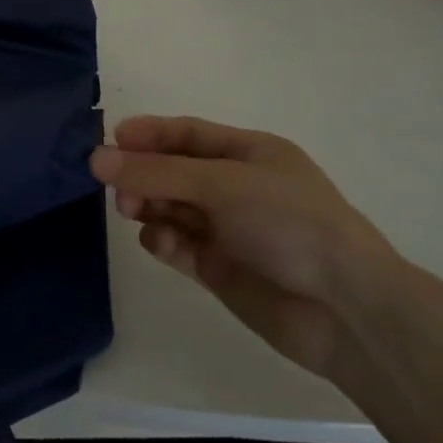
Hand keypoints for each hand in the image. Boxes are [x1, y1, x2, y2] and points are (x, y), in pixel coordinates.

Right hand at [90, 116, 400, 376]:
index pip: (188, 134)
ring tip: (133, 212)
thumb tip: (96, 158)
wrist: (345, 308)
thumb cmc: (289, 222)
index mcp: (249, 153)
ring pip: (172, 208)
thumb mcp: (221, 183)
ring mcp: (229, 230)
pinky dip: (165, 242)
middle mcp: (237, 187)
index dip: (149, 134)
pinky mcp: (221, 269)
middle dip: (143, 175)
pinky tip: (163, 245)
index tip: (110, 140)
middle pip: (174, 171)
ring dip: (149, 206)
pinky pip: (180, 246)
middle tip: (117, 188)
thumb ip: (156, 171)